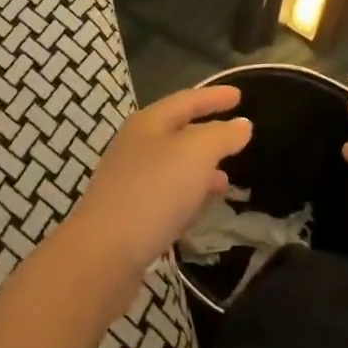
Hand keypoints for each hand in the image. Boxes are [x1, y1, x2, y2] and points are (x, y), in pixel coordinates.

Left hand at [63, 85, 251, 280]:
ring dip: (201, 169)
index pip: (186, 100)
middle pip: (177, 132)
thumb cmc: (153, 191)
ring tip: (228, 179)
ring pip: (174, 166)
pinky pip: (168, 195)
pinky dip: (190, 195)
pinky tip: (202, 208)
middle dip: (208, 134)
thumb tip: (241, 124)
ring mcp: (131, 180)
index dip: (213, 97)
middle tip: (237, 137)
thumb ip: (221, 136)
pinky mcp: (132, 214)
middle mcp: (136, 146)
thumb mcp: (195, 154)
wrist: (105, 252)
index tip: (240, 95)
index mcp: (148, 123)